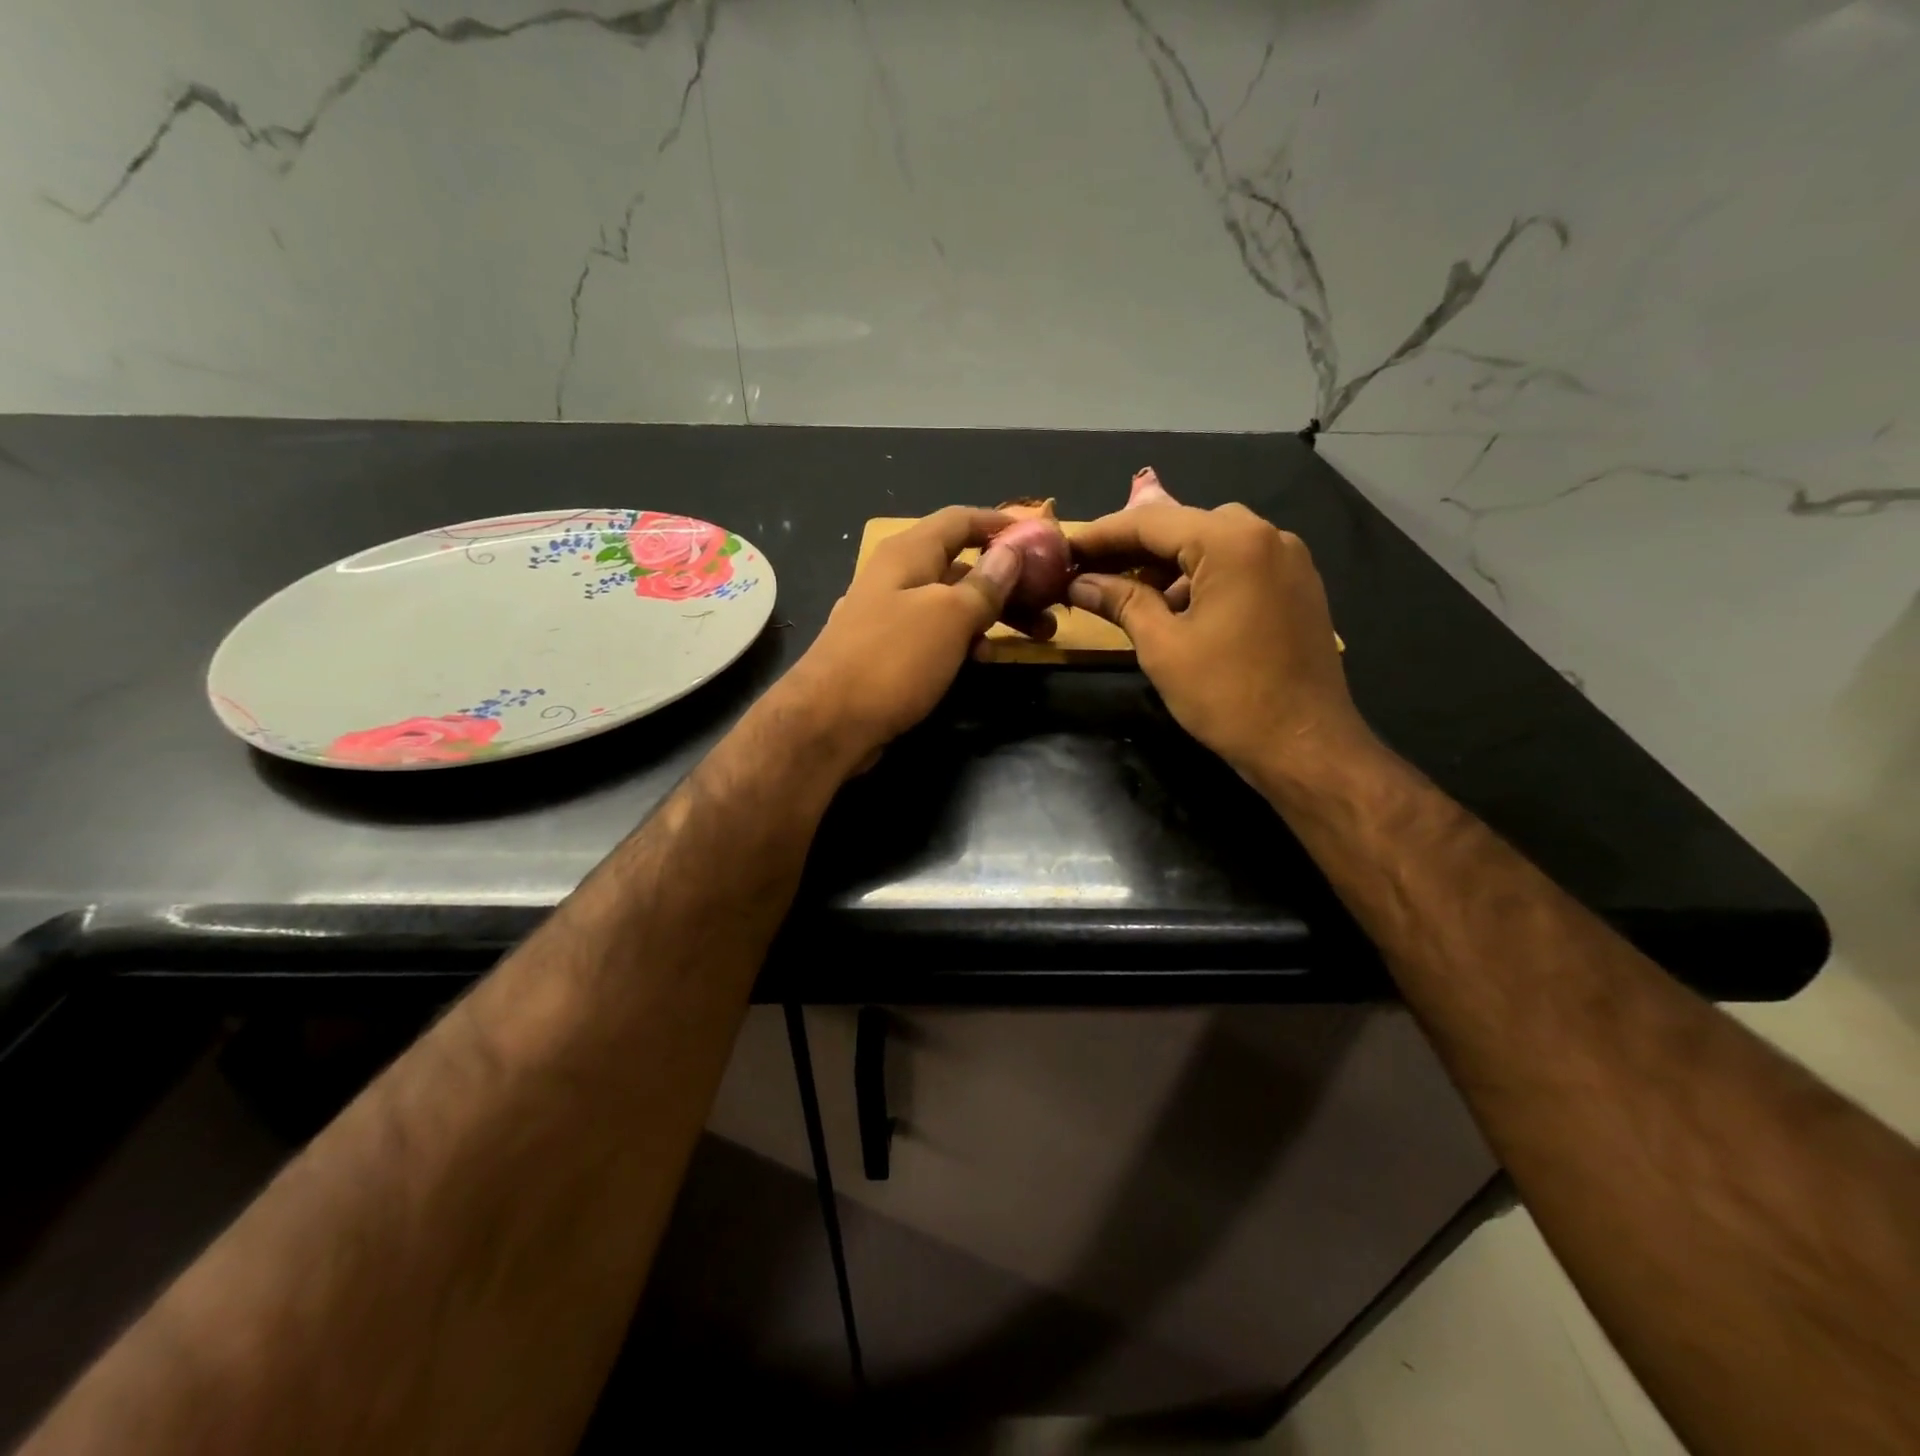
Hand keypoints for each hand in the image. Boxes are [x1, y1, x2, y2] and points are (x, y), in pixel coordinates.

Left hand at [776, 506, 1044, 770]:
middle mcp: (898, 577)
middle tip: (1050, 603)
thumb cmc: (893, 659)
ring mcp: (890, 615)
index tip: (1041, 539)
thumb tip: (1012, 552)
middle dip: (1009, 580)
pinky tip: (983, 659)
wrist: (829, 721)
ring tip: (1034, 637)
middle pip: (962, 564)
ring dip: (992, 614)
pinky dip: (964, 639)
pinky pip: (936, 634)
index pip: (960, 520)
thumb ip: (984, 584)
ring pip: (951, 603)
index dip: (1000, 524)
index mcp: (908, 554)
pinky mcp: (888, 652)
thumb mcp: (949, 617)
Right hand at [1068, 502, 1371, 781]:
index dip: (1102, 535)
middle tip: (1089, 571)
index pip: (1151, 521)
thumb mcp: (1163, 647)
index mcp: (1232, 542)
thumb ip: (1121, 602)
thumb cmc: (1228, 696)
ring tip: (1125, 593)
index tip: (1064, 549)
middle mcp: (1266, 535)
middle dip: (1133, 548)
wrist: (1306, 745)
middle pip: (1184, 526)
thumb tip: (1079, 583)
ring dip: (1166, 565)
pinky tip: (1173, 607)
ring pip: (1211, 544)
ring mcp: (1288, 560)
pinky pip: (1237, 565)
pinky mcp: (1297, 586)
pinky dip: (1199, 577)